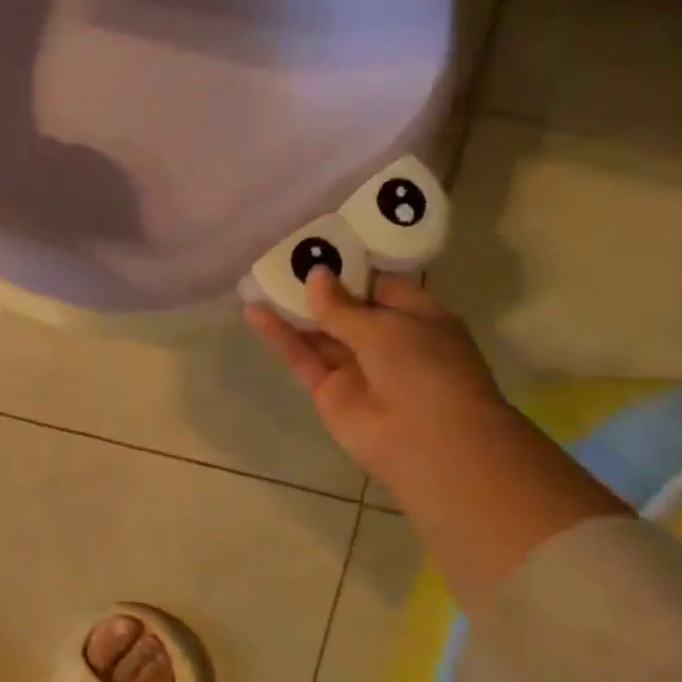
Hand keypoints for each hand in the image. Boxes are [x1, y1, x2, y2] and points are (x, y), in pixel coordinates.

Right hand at [249, 269, 628, 609]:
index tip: (321, 241)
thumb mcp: (386, 326)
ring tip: (260, 277)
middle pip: (344, 307)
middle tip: (283, 255)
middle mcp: (385, 340)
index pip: (381, 284)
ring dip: (292, 308)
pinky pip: (301, 356)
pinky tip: (254, 312)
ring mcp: (354, 366)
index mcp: (417, 317)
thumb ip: (342, 304)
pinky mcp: (326, 388)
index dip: (352, 264)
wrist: (426, 440)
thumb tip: (315, 276)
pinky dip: (279, 336)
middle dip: (317, 284)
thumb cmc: (424, 369)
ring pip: (318, 331)